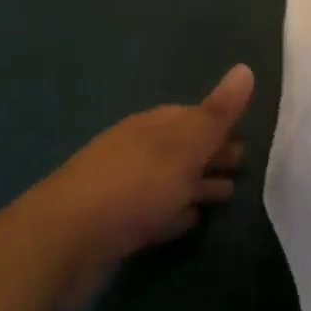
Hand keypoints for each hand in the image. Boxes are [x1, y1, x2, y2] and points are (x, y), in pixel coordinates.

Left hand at [33, 64, 251, 285]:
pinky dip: (177, 213)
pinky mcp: (116, 226)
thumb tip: (245, 68)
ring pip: (172, 180)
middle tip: (245, 165)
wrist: (63, 242)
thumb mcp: (184, 146)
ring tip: (229, 194)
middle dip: (212, 153)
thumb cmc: (133, 185)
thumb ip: (217, 113)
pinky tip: (192, 221)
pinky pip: (157, 212)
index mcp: (153, 126)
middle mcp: (138, 151)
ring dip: (199, 184)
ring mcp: (125, 189)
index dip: (220, 124)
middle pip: (183, 148)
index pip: (193, 116)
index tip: (248, 134)